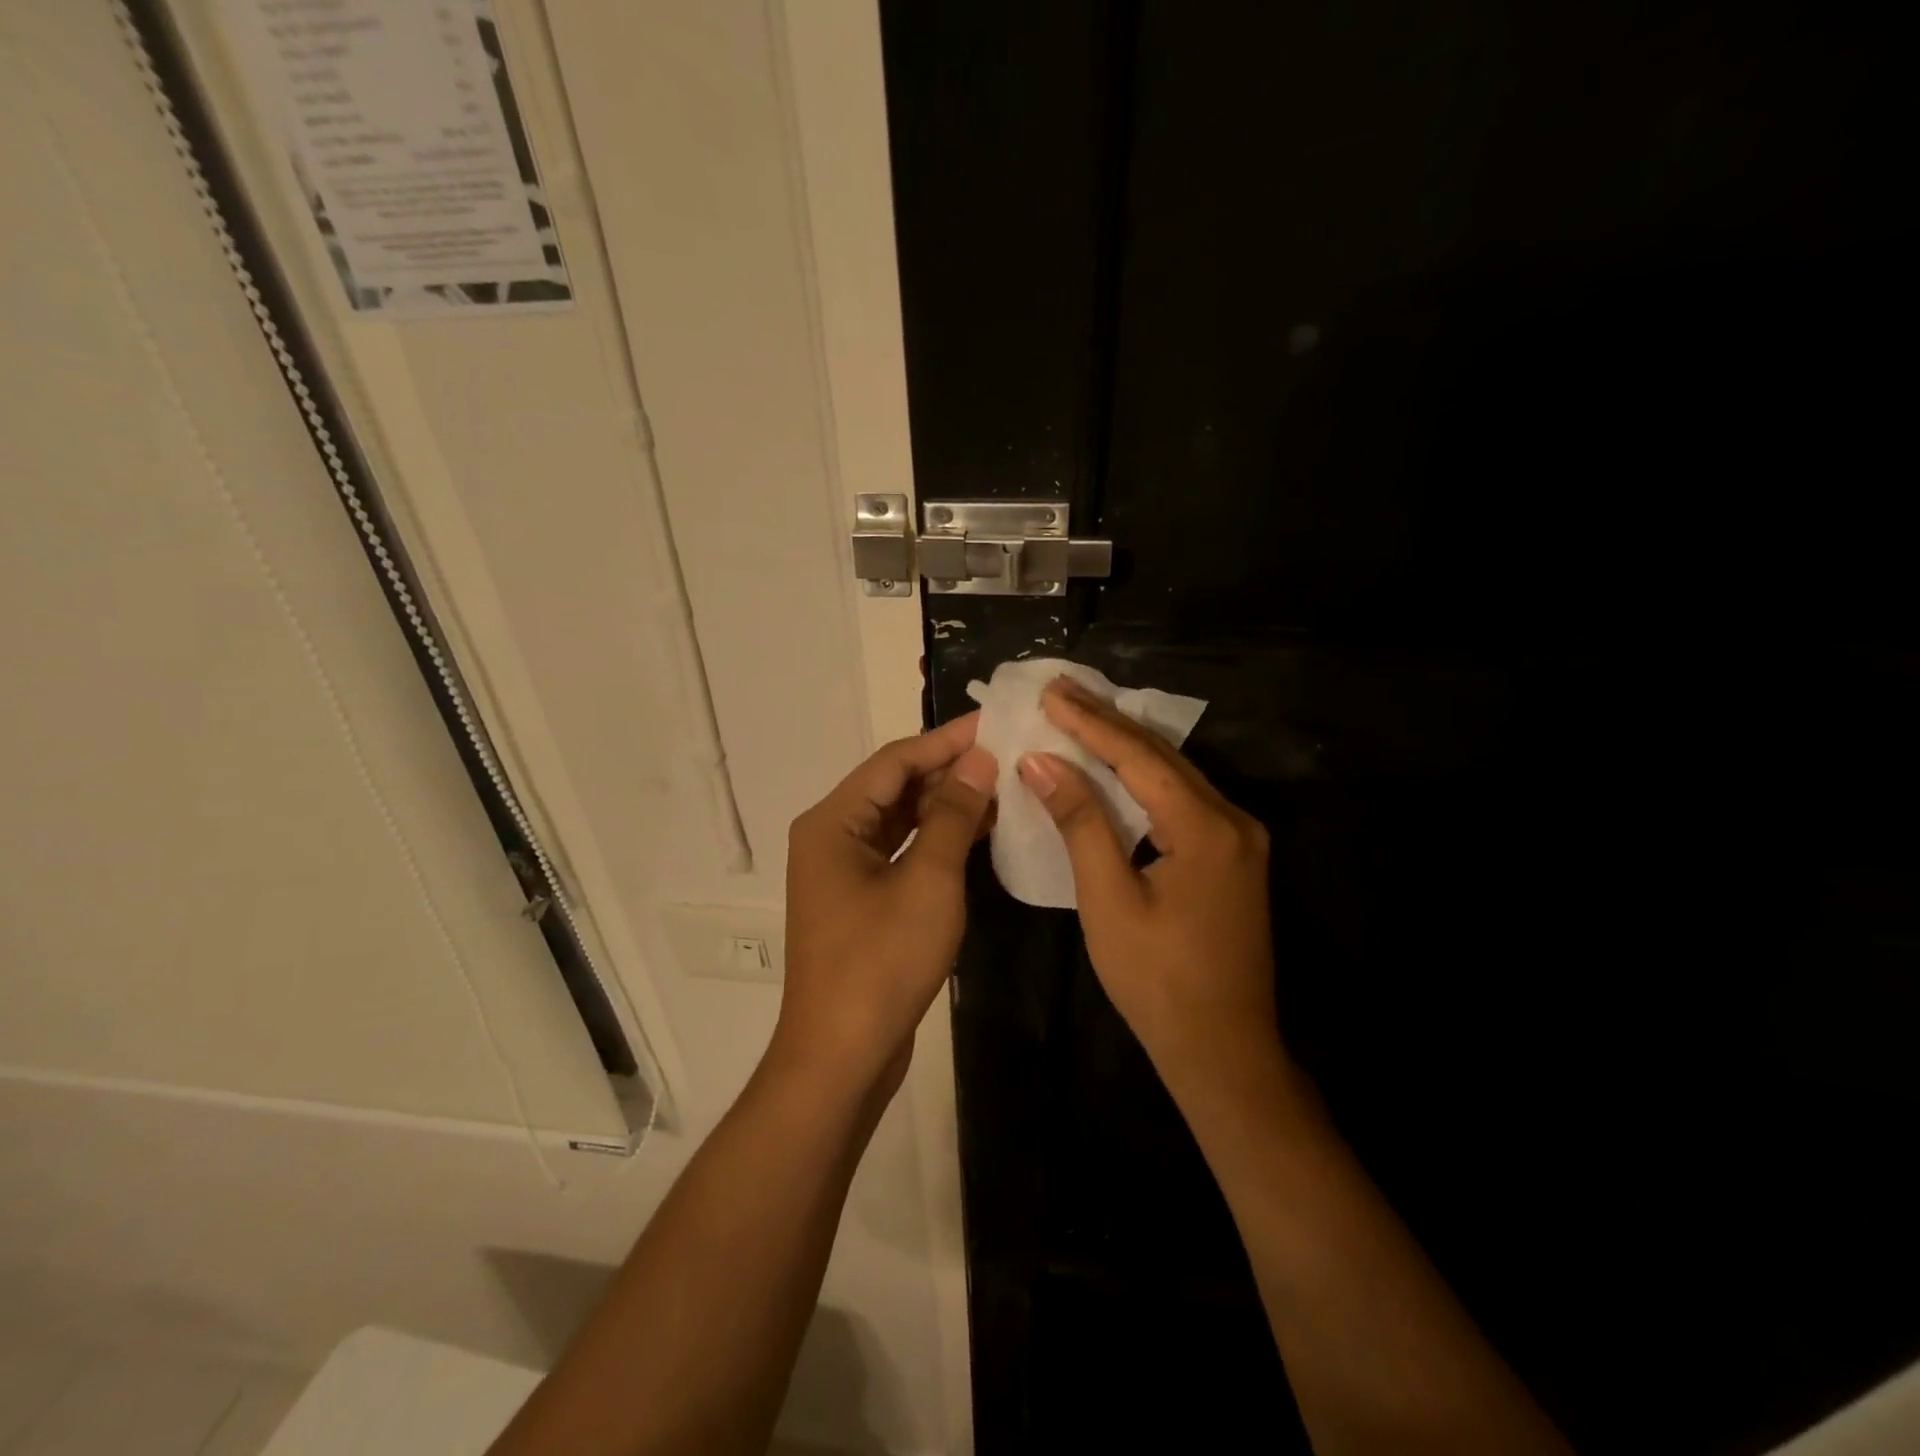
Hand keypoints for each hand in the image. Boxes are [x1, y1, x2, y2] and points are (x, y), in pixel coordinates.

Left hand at [773, 715, 996, 1101]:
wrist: (841, 1058)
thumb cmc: (881, 962)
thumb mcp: (928, 881)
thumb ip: (954, 815)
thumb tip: (980, 761)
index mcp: (832, 822)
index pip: (895, 760)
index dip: (946, 739)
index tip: (994, 723)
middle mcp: (831, 837)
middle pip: (895, 787)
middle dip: (949, 771)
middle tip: (1007, 755)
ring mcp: (843, 871)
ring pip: (900, 820)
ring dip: (946, 805)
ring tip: (1002, 787)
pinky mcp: (860, 900)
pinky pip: (900, 853)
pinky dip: (936, 841)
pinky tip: (978, 833)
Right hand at [1017, 679, 1281, 1101]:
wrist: (1223, 1050)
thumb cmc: (1157, 980)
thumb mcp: (1109, 899)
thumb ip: (1080, 823)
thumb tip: (1042, 762)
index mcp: (1207, 828)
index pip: (1138, 758)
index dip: (1090, 723)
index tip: (1050, 692)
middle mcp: (1233, 820)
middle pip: (1162, 757)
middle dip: (1108, 722)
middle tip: (1062, 691)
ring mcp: (1240, 840)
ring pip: (1175, 777)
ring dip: (1127, 747)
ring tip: (1082, 716)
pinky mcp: (1233, 859)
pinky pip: (1184, 802)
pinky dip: (1145, 780)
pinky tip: (1118, 768)